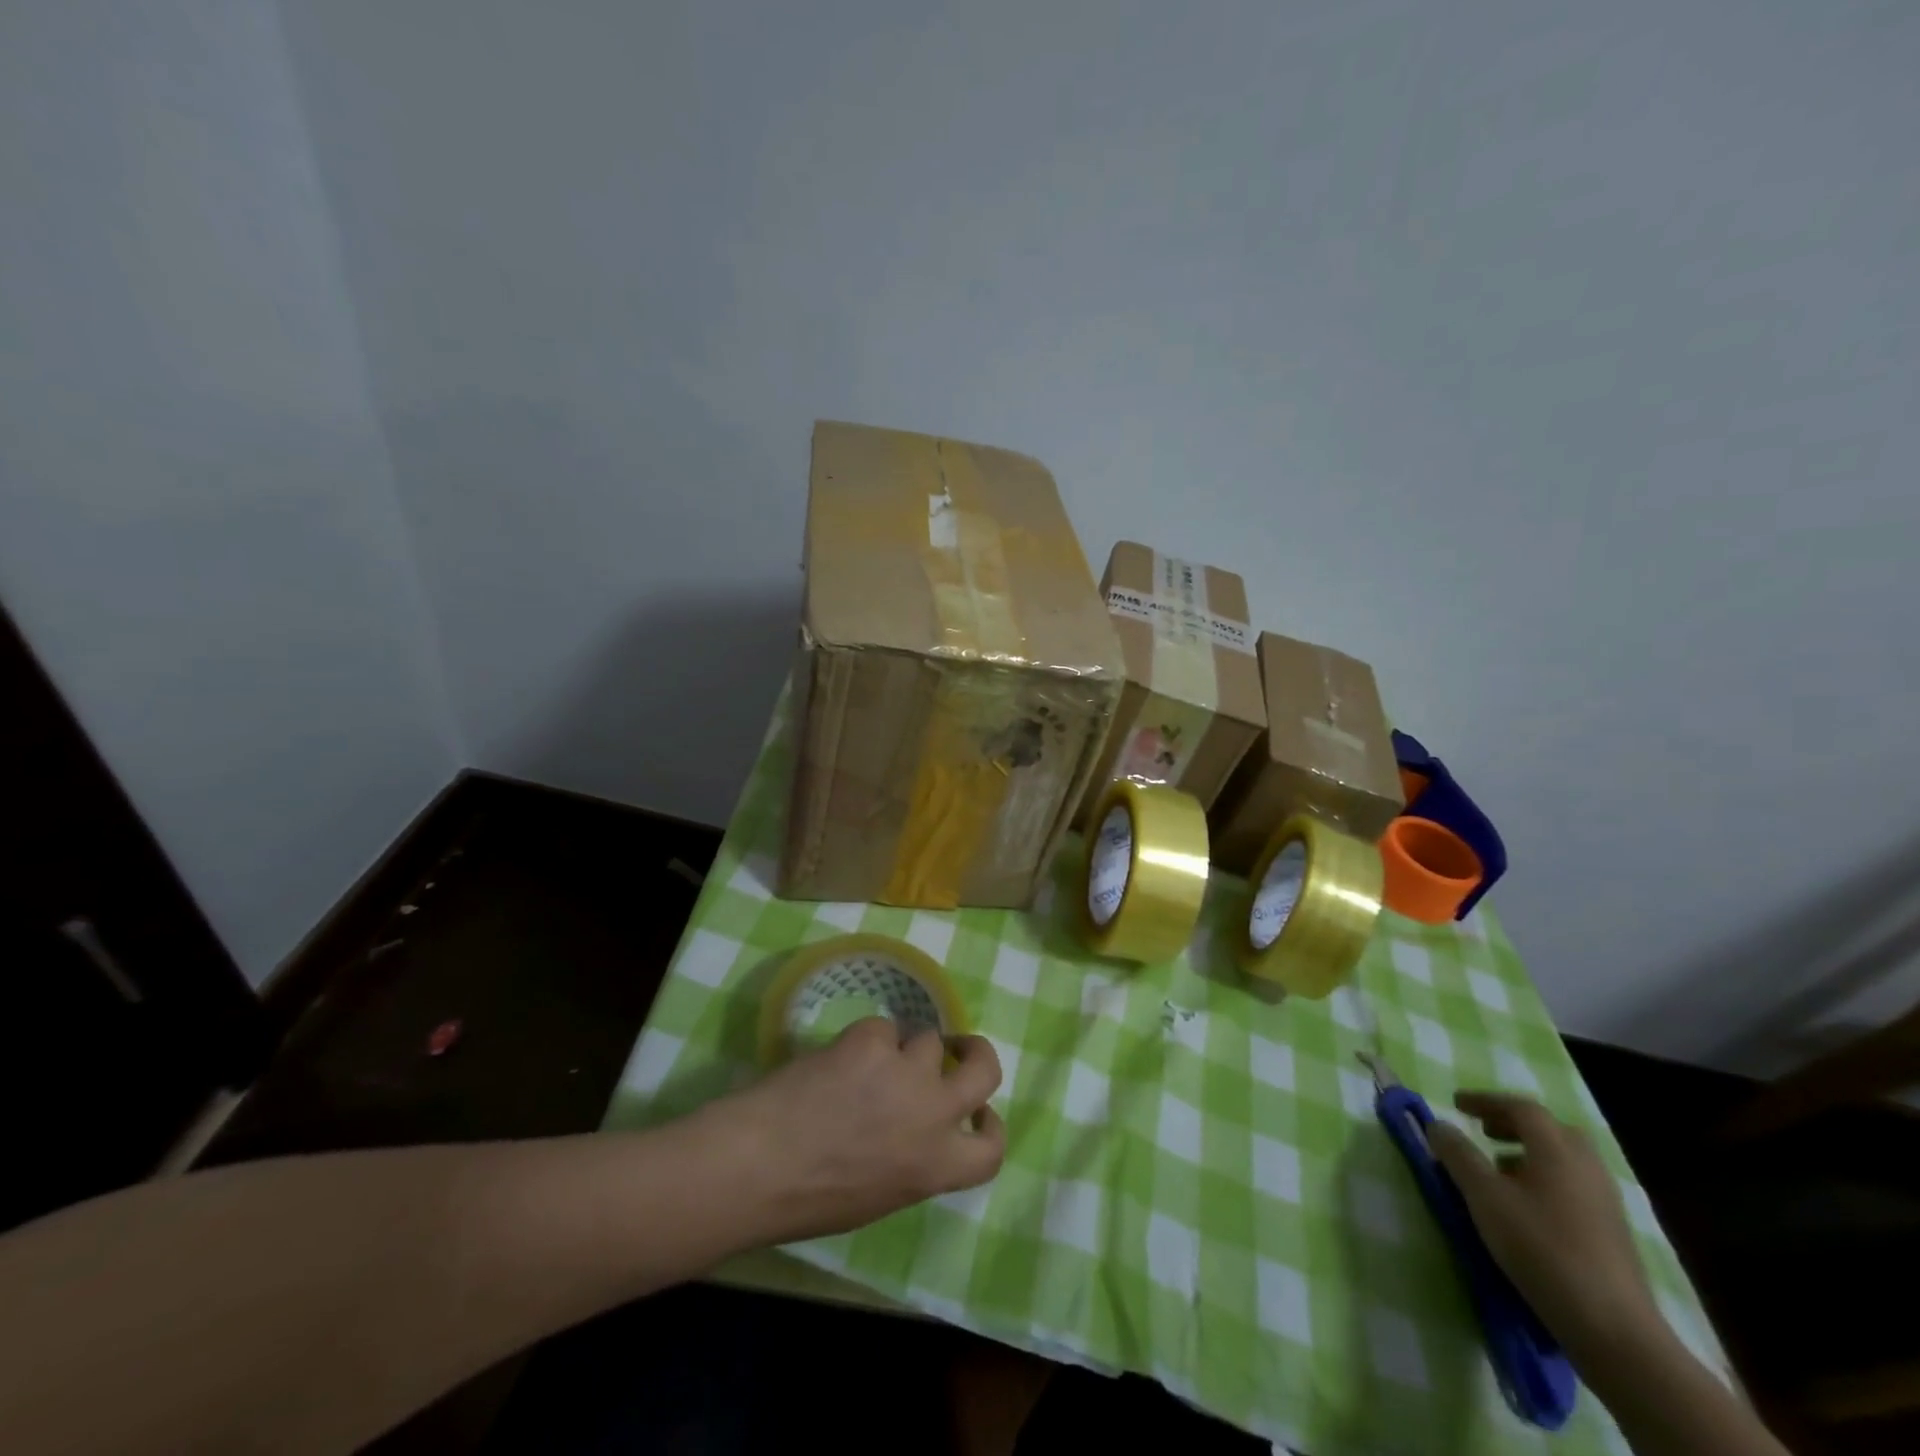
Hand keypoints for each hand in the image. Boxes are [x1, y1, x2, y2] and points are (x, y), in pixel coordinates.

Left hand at [699, 1019, 1006, 1243]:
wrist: (757, 1165)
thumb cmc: (808, 1199)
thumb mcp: (879, 1196)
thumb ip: (913, 1161)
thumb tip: (916, 1132)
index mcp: (935, 1167)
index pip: (992, 1149)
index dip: (991, 1126)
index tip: (979, 1113)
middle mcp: (933, 1114)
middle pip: (985, 1069)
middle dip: (975, 1053)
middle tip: (958, 1048)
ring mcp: (907, 1072)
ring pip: (927, 1039)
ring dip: (905, 1049)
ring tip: (867, 1064)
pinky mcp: (873, 1041)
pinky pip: (882, 1028)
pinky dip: (864, 1041)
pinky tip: (834, 1061)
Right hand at [1429, 1091, 1659, 1360]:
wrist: (1614, 1329)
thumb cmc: (1541, 1248)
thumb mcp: (1484, 1196)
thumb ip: (1457, 1154)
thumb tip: (1437, 1124)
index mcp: (1557, 1149)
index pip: (1521, 1107)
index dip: (1485, 1100)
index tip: (1456, 1104)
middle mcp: (1586, 1166)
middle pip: (1551, 1129)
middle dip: (1514, 1124)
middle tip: (1484, 1131)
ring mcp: (1606, 1201)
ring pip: (1565, 1159)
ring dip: (1530, 1153)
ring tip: (1499, 1169)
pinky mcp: (1613, 1232)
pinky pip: (1575, 1186)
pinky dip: (1546, 1179)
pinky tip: (1527, 1207)